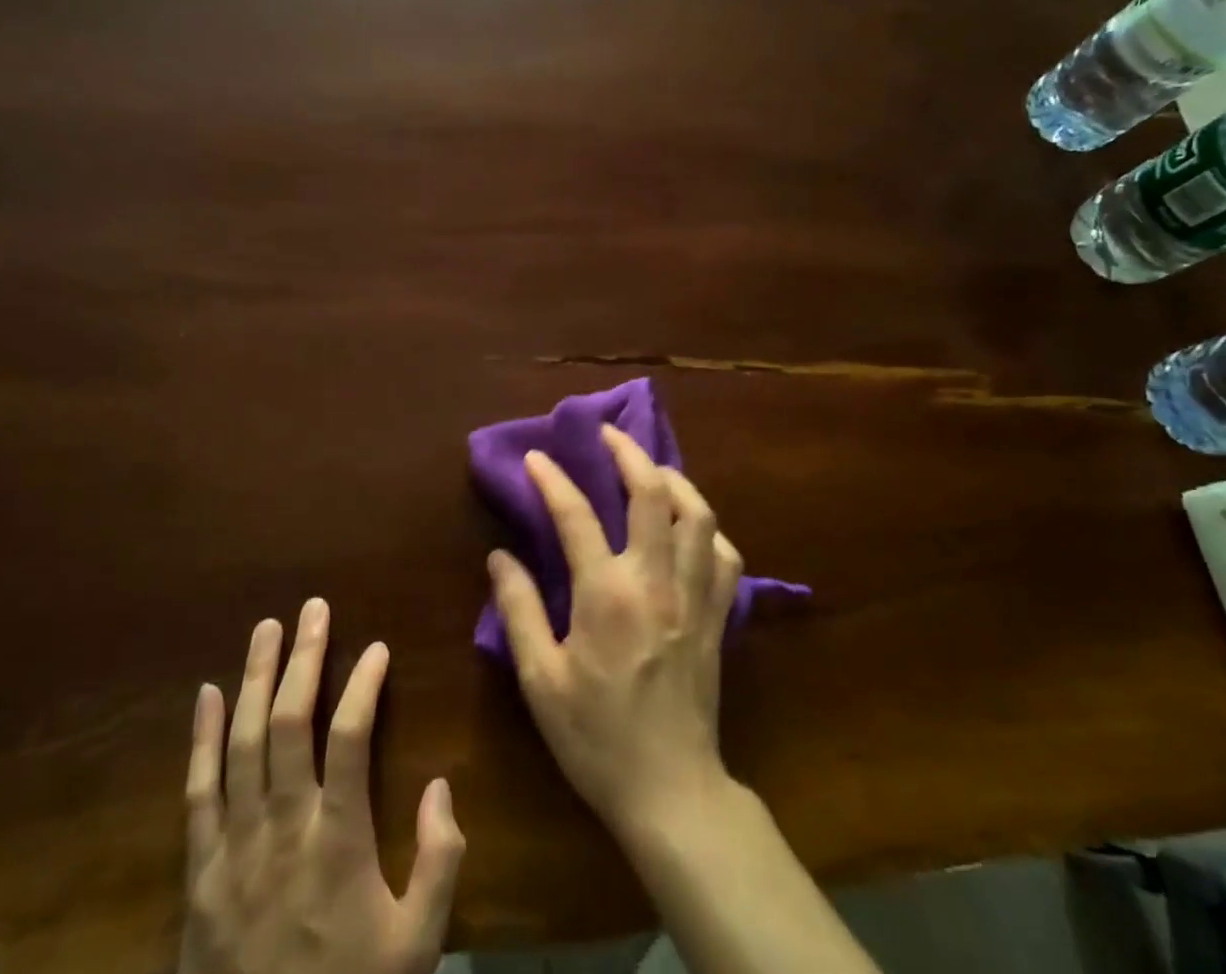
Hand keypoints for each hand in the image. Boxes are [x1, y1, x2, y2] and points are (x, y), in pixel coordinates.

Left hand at [181, 601, 464, 973]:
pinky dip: (202, 739)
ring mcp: (234, 850)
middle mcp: (282, 831)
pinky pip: (198, 793)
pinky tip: (207, 694)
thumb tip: (441, 785)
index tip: (377, 648)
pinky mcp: (200, 874)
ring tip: (268, 628)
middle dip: (305, 659)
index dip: (363, 686)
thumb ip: (439, 863)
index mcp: (337, 844)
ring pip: (242, 745)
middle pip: (290, 725)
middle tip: (314, 608)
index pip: (349, 738)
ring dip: (255, 680)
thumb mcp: (417, 949)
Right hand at [487, 425, 743, 841]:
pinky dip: (708, 529)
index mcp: (607, 595)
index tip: (537, 457)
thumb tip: (500, 556)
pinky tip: (690, 527)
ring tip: (650, 469)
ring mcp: (695, 596)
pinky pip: (725, 555)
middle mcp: (656, 581)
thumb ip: (519, 610)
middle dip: (629, 452)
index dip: (553, 479)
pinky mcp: (719, 616)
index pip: (576, 516)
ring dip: (674, 479)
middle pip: (652, 493)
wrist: (671, 791)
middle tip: (608, 433)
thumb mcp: (541, 680)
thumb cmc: (596, 738)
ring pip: (699, 514)